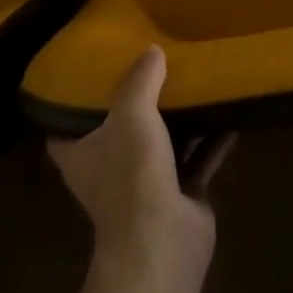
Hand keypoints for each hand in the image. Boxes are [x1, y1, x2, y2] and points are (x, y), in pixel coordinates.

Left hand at [47, 46, 232, 277]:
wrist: (163, 241)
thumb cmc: (131, 174)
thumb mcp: (131, 113)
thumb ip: (140, 80)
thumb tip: (152, 50)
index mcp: (81, 154)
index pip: (64, 127)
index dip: (73, 103)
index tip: (90, 72)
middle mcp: (109, 170)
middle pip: (119, 130)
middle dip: (135, 102)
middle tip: (152, 64)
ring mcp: (145, 184)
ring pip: (161, 141)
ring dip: (178, 118)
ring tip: (193, 78)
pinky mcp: (181, 194)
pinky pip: (198, 156)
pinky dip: (212, 137)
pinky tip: (228, 109)